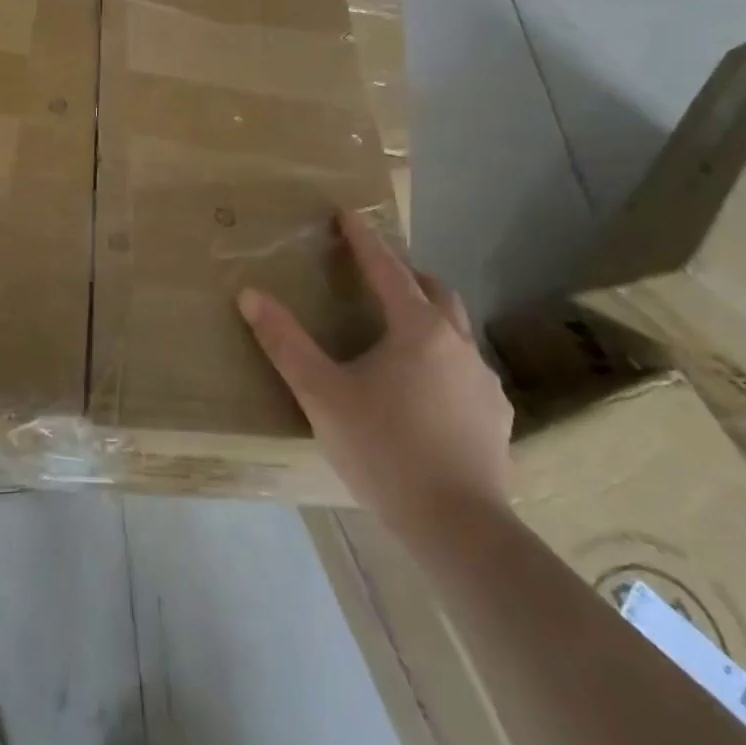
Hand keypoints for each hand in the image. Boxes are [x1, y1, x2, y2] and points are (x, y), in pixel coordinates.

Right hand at [239, 211, 513, 554]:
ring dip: (428, 313)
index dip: (364, 239)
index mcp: (416, 329)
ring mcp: (483, 380)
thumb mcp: (322, 394)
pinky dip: (444, 357)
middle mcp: (457, 343)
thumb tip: (249, 294)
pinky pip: (467, 368)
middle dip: (404, 272)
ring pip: (455, 328)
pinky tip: (427, 388)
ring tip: (399, 330)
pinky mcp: (496, 415)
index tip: (347, 214)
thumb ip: (285, 342)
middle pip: (433, 289)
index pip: (386, 268)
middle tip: (375, 273)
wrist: (460, 530)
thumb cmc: (385, 451)